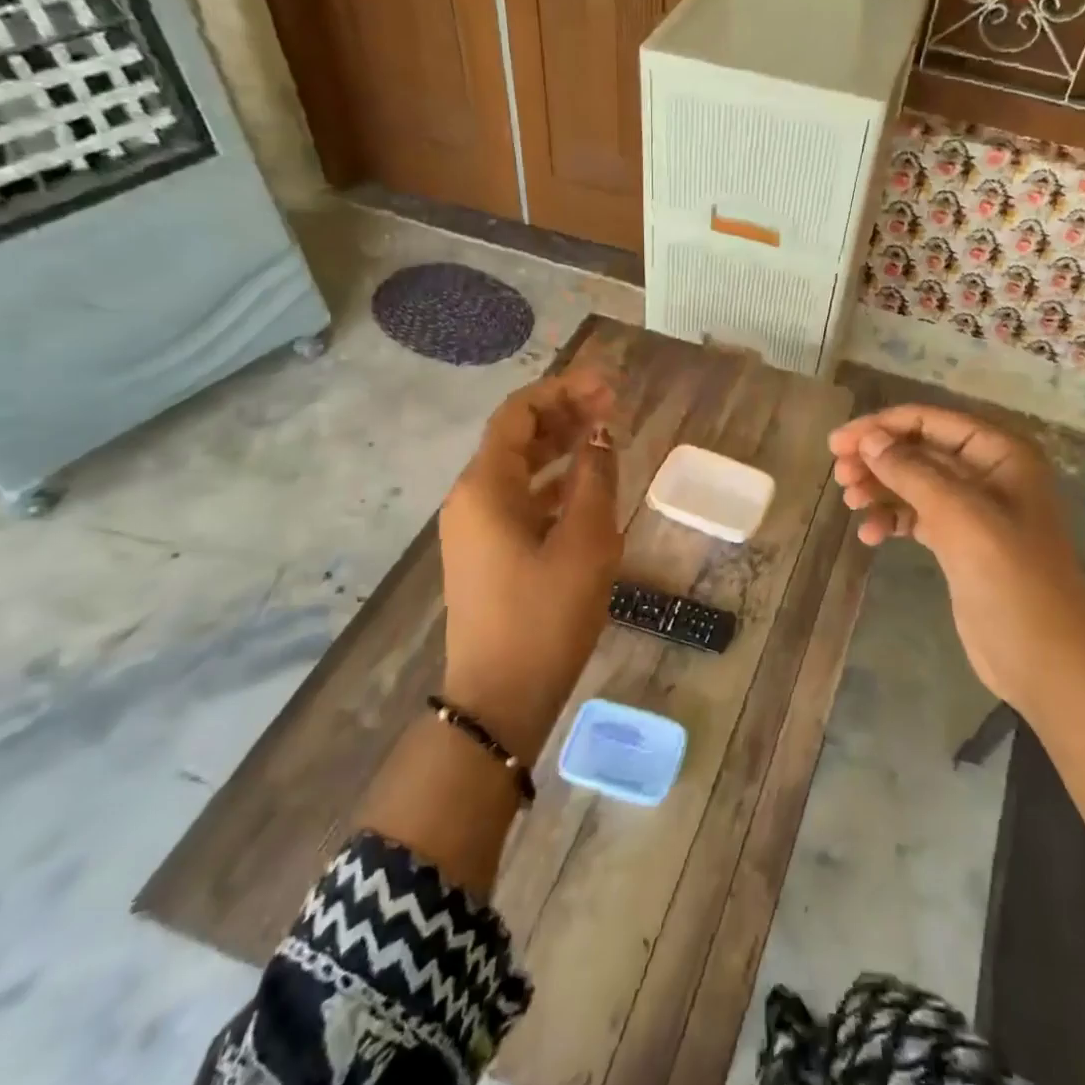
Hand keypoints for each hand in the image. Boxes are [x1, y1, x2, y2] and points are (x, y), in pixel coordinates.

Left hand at [440, 371, 621, 761]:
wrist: (500, 699)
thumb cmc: (545, 616)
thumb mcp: (585, 542)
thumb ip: (595, 479)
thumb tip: (600, 435)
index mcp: (485, 486)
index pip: (519, 414)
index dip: (562, 390)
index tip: (607, 386)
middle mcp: (471, 498)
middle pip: (517, 437)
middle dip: (564, 414)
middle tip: (613, 404)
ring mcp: (475, 527)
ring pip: (520, 468)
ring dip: (560, 446)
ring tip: (605, 434)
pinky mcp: (487, 552)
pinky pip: (520, 499)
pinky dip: (553, 483)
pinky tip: (586, 484)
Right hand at [828, 405, 1084, 714]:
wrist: (1043, 658)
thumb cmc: (1009, 577)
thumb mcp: (960, 516)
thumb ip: (912, 472)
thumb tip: (868, 439)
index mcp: (1001, 454)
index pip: (932, 421)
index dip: (883, 426)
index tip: (839, 442)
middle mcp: (988, 473)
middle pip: (920, 450)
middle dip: (878, 458)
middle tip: (839, 474)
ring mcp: (974, 510)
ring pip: (914, 483)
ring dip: (880, 488)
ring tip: (849, 502)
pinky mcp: (960, 543)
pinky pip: (917, 517)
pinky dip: (891, 520)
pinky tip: (870, 535)